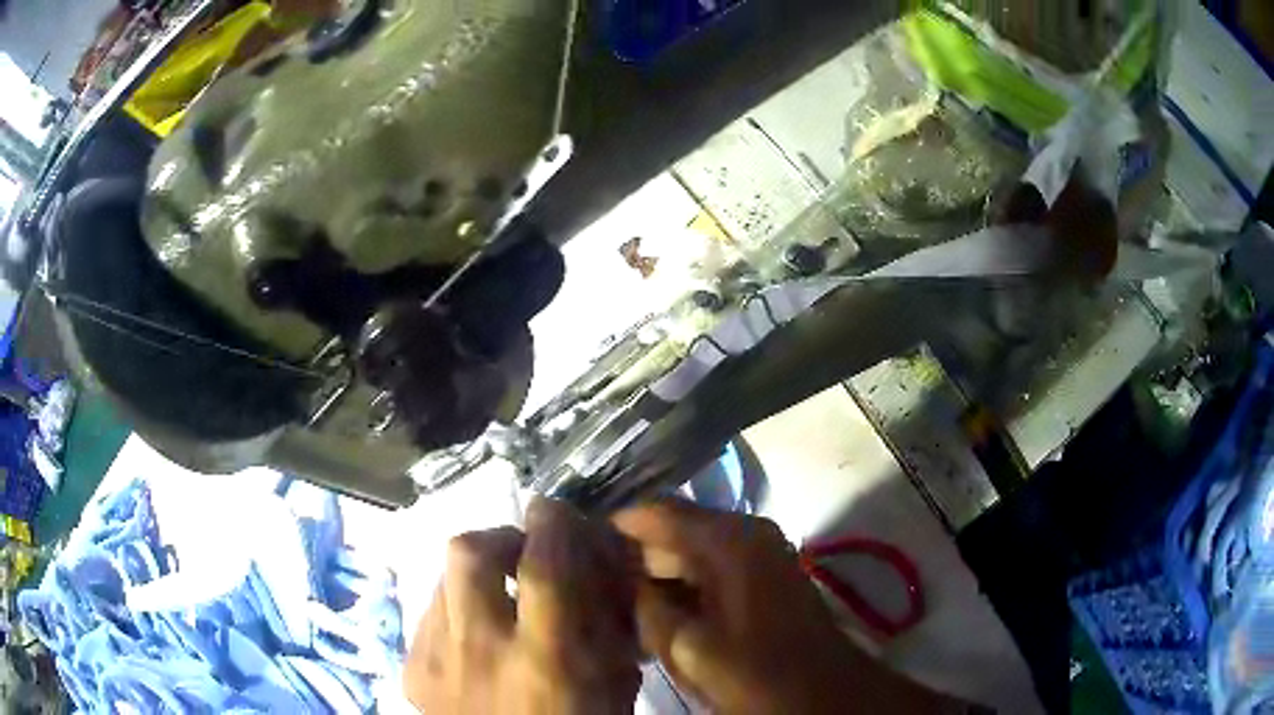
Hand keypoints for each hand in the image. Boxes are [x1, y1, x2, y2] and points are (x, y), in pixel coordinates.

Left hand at [405, 498, 641, 713]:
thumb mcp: (615, 685)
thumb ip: (607, 625)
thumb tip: (593, 568)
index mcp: (545, 660)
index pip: (543, 565)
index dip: (550, 524)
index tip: (555, 510)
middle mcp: (480, 651)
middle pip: (469, 552)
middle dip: (499, 537)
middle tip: (521, 552)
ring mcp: (435, 660)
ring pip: (443, 579)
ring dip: (476, 574)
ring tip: (498, 598)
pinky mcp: (411, 671)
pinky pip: (429, 616)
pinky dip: (456, 611)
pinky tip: (474, 639)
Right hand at [613, 501, 960, 714]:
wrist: (826, 694)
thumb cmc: (758, 673)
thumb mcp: (687, 647)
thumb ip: (645, 607)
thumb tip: (614, 579)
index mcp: (728, 539)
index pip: (653, 512)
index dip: (610, 529)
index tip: (571, 552)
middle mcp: (745, 533)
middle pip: (671, 530)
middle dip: (630, 558)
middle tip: (588, 586)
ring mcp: (757, 555)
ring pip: (688, 553)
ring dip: (654, 576)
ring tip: (613, 603)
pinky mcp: (761, 579)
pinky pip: (708, 571)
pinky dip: (680, 588)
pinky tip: (654, 616)